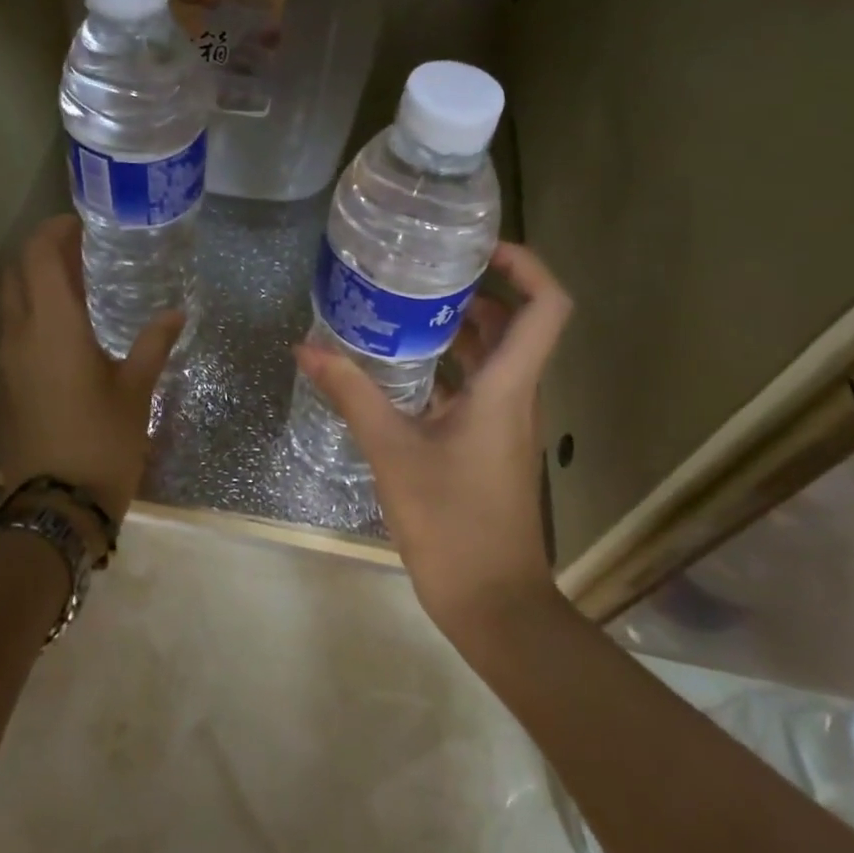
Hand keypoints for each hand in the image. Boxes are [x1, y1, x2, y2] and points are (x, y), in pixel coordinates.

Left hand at [0, 215, 182, 520]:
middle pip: (17, 273)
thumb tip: (174, 314)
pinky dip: (33, 311)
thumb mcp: (136, 391)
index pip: (38, 257)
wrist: (55, 507)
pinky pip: (14, 329)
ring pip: (11, 301)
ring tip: (79, 283)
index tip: (81, 223)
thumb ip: (153, 345)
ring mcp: (7, 361)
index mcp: (52, 327)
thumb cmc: (102, 442)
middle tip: (83, 249)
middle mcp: (20, 335)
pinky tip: (68, 327)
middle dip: (43, 251)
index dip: (53, 231)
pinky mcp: (6, 384)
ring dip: (36, 281)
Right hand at [295, 242, 572, 640]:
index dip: (526, 265)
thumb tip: (307, 349)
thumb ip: (351, 394)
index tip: (479, 248)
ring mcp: (505, 422)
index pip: (546, 307)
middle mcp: (515, 396)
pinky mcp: (489, 445)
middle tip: (421, 271)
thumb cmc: (452, 523)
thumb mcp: (391, 452)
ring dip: (458, 329)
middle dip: (475, 290)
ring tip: (402, 308)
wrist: (494, 604)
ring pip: (493, 357)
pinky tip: (399, 368)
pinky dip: (446, 368)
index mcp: (507, 387)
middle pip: (514, 323)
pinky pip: (475, 388)